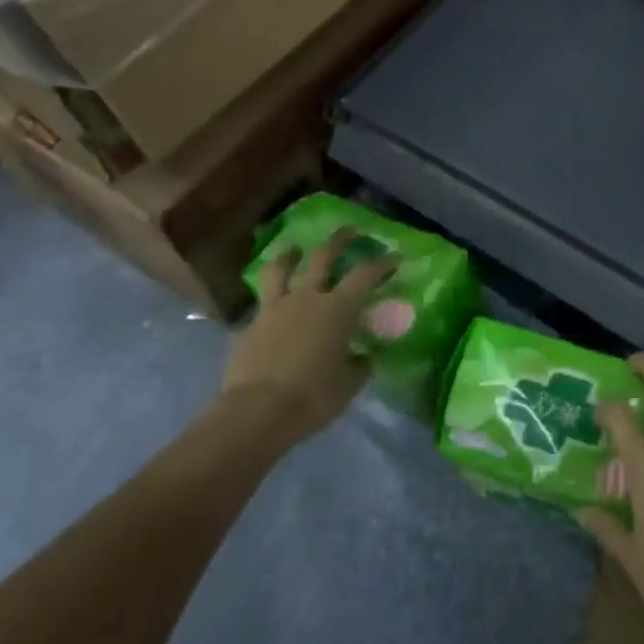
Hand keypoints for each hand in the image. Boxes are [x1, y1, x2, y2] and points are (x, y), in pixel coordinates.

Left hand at [222, 230, 394, 446]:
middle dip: (338, 240)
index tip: (393, 258)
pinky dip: (268, 302)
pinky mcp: (249, 326)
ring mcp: (275, 308)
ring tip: (293, 250)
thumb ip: (359, 365)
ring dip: (289, 255)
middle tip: (348, 231)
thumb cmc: (312, 397)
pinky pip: (260, 305)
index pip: (365, 274)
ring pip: (280, 269)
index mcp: (338, 308)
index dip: (382, 263)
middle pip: (323, 256)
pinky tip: (270, 310)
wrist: (257, 412)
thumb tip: (366, 357)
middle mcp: (307, 297)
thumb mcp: (348, 385)